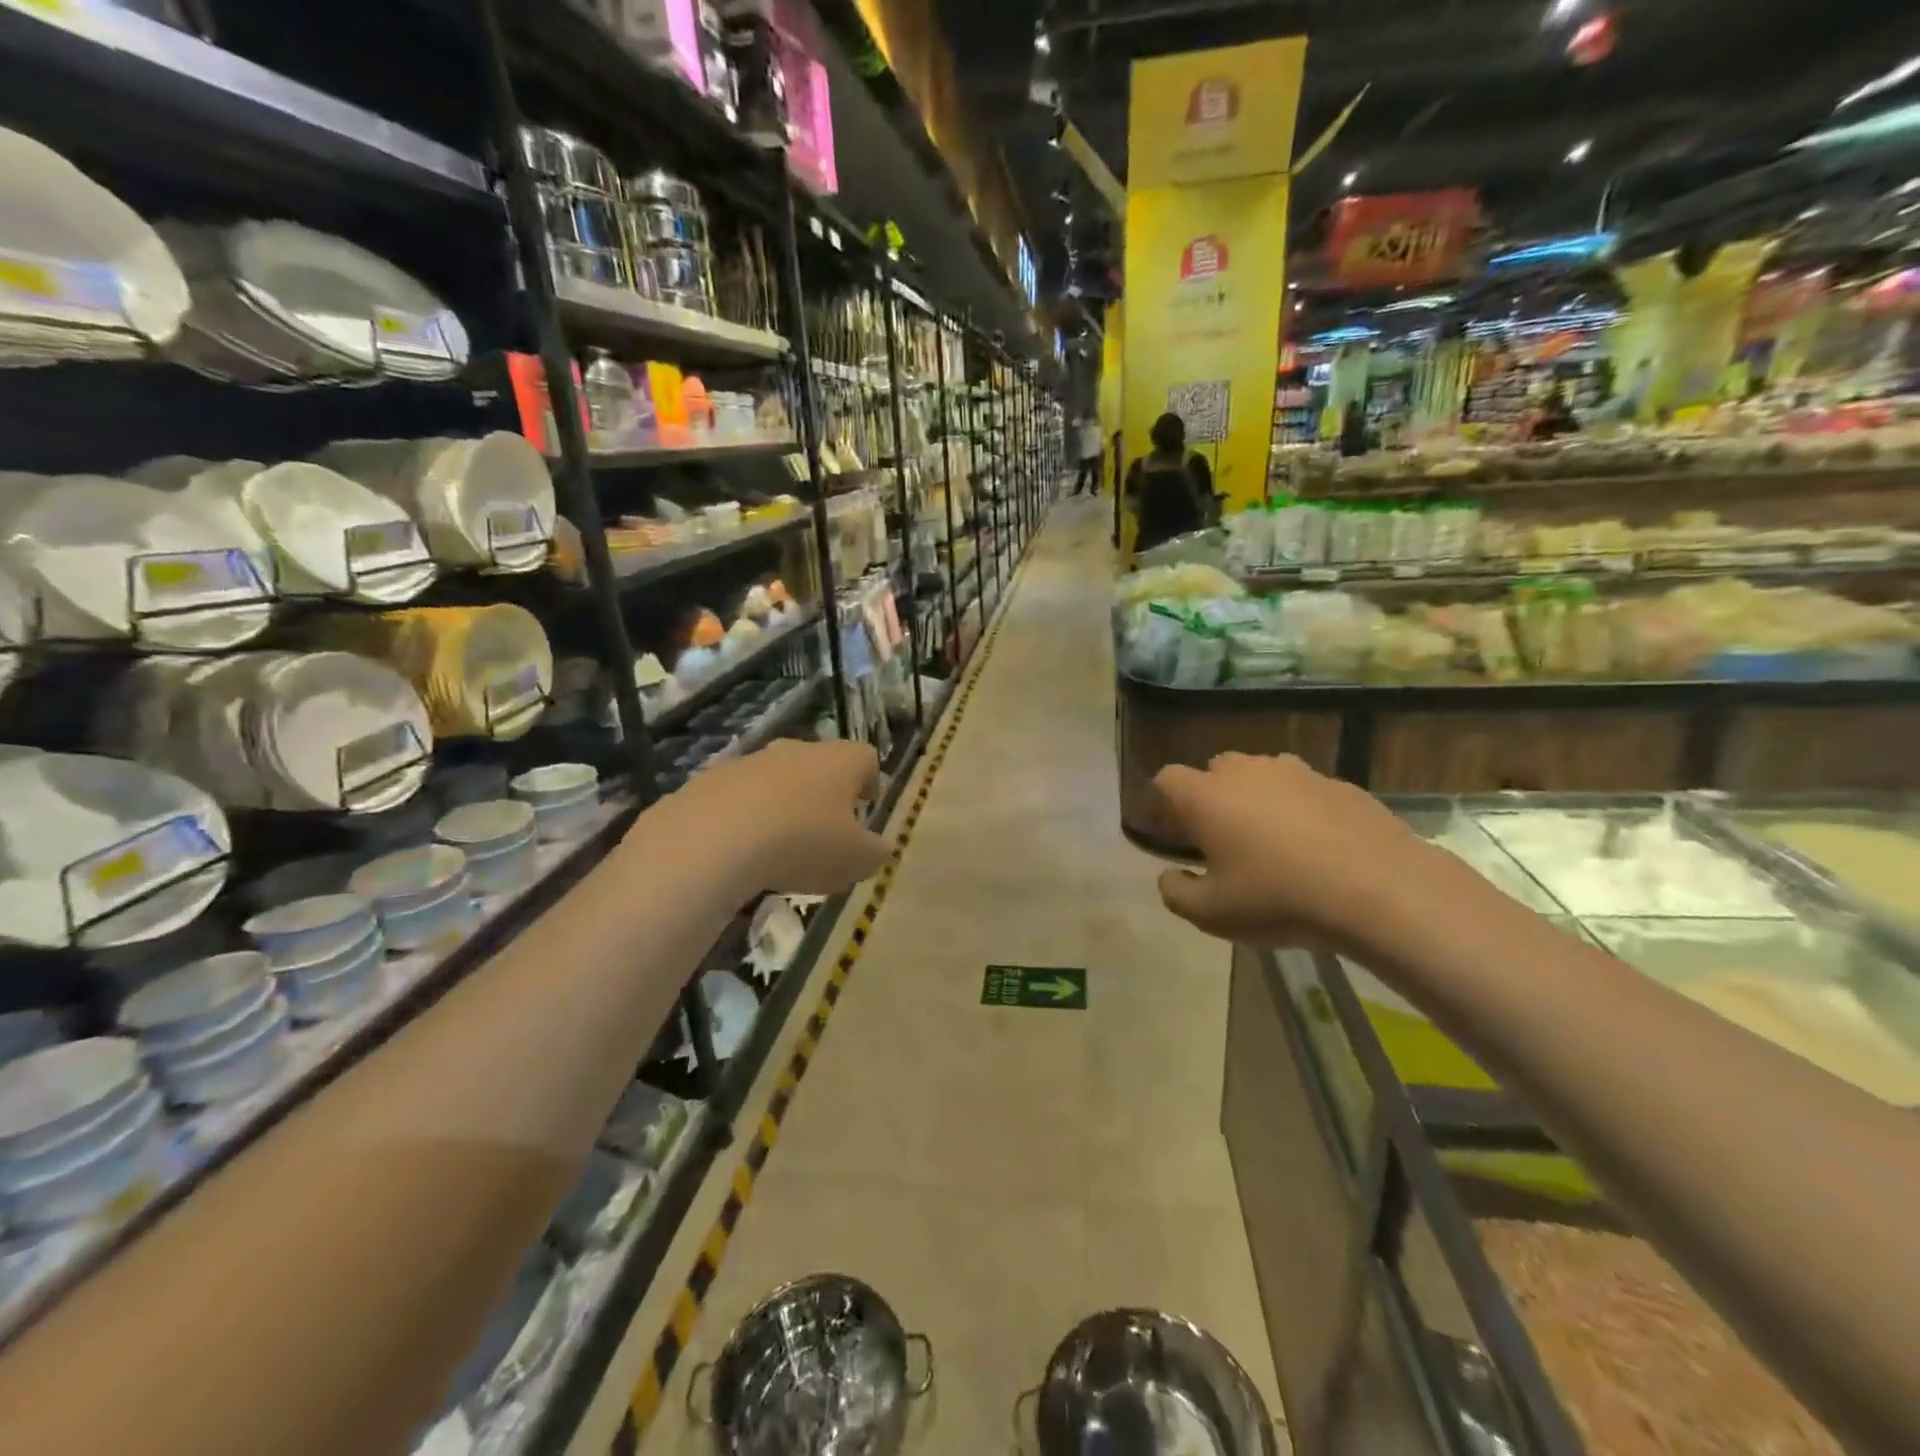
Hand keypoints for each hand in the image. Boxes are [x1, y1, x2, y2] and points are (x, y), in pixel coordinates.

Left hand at [655, 739, 891, 895]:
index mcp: (841, 761)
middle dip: (824, 794)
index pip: (866, 758)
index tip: (865, 808)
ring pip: (777, 779)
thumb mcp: (857, 861)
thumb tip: (880, 847)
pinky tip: (739, 851)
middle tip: (824, 831)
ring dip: (783, 804)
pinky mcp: (711, 778)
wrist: (715, 838)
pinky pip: (738, 796)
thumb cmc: (804, 843)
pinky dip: (744, 817)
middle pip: (820, 764)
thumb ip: (876, 852)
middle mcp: (798, 749)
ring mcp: (752, 761)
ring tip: (779, 847)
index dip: (870, 782)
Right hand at [1153, 753, 1429, 948]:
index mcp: (1205, 796)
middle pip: (1214, 771)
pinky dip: (1299, 810)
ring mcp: (1296, 772)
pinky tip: (1316, 848)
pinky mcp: (1339, 784)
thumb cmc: (1278, 898)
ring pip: (1261, 776)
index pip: (1166, 780)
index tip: (1171, 834)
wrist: (1378, 889)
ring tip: (1272, 843)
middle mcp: (1245, 771)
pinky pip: (1304, 791)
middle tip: (1221, 840)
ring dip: (1256, 800)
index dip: (1161, 804)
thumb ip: (1176, 892)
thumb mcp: (1211, 914)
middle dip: (1211, 798)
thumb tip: (1170, 876)